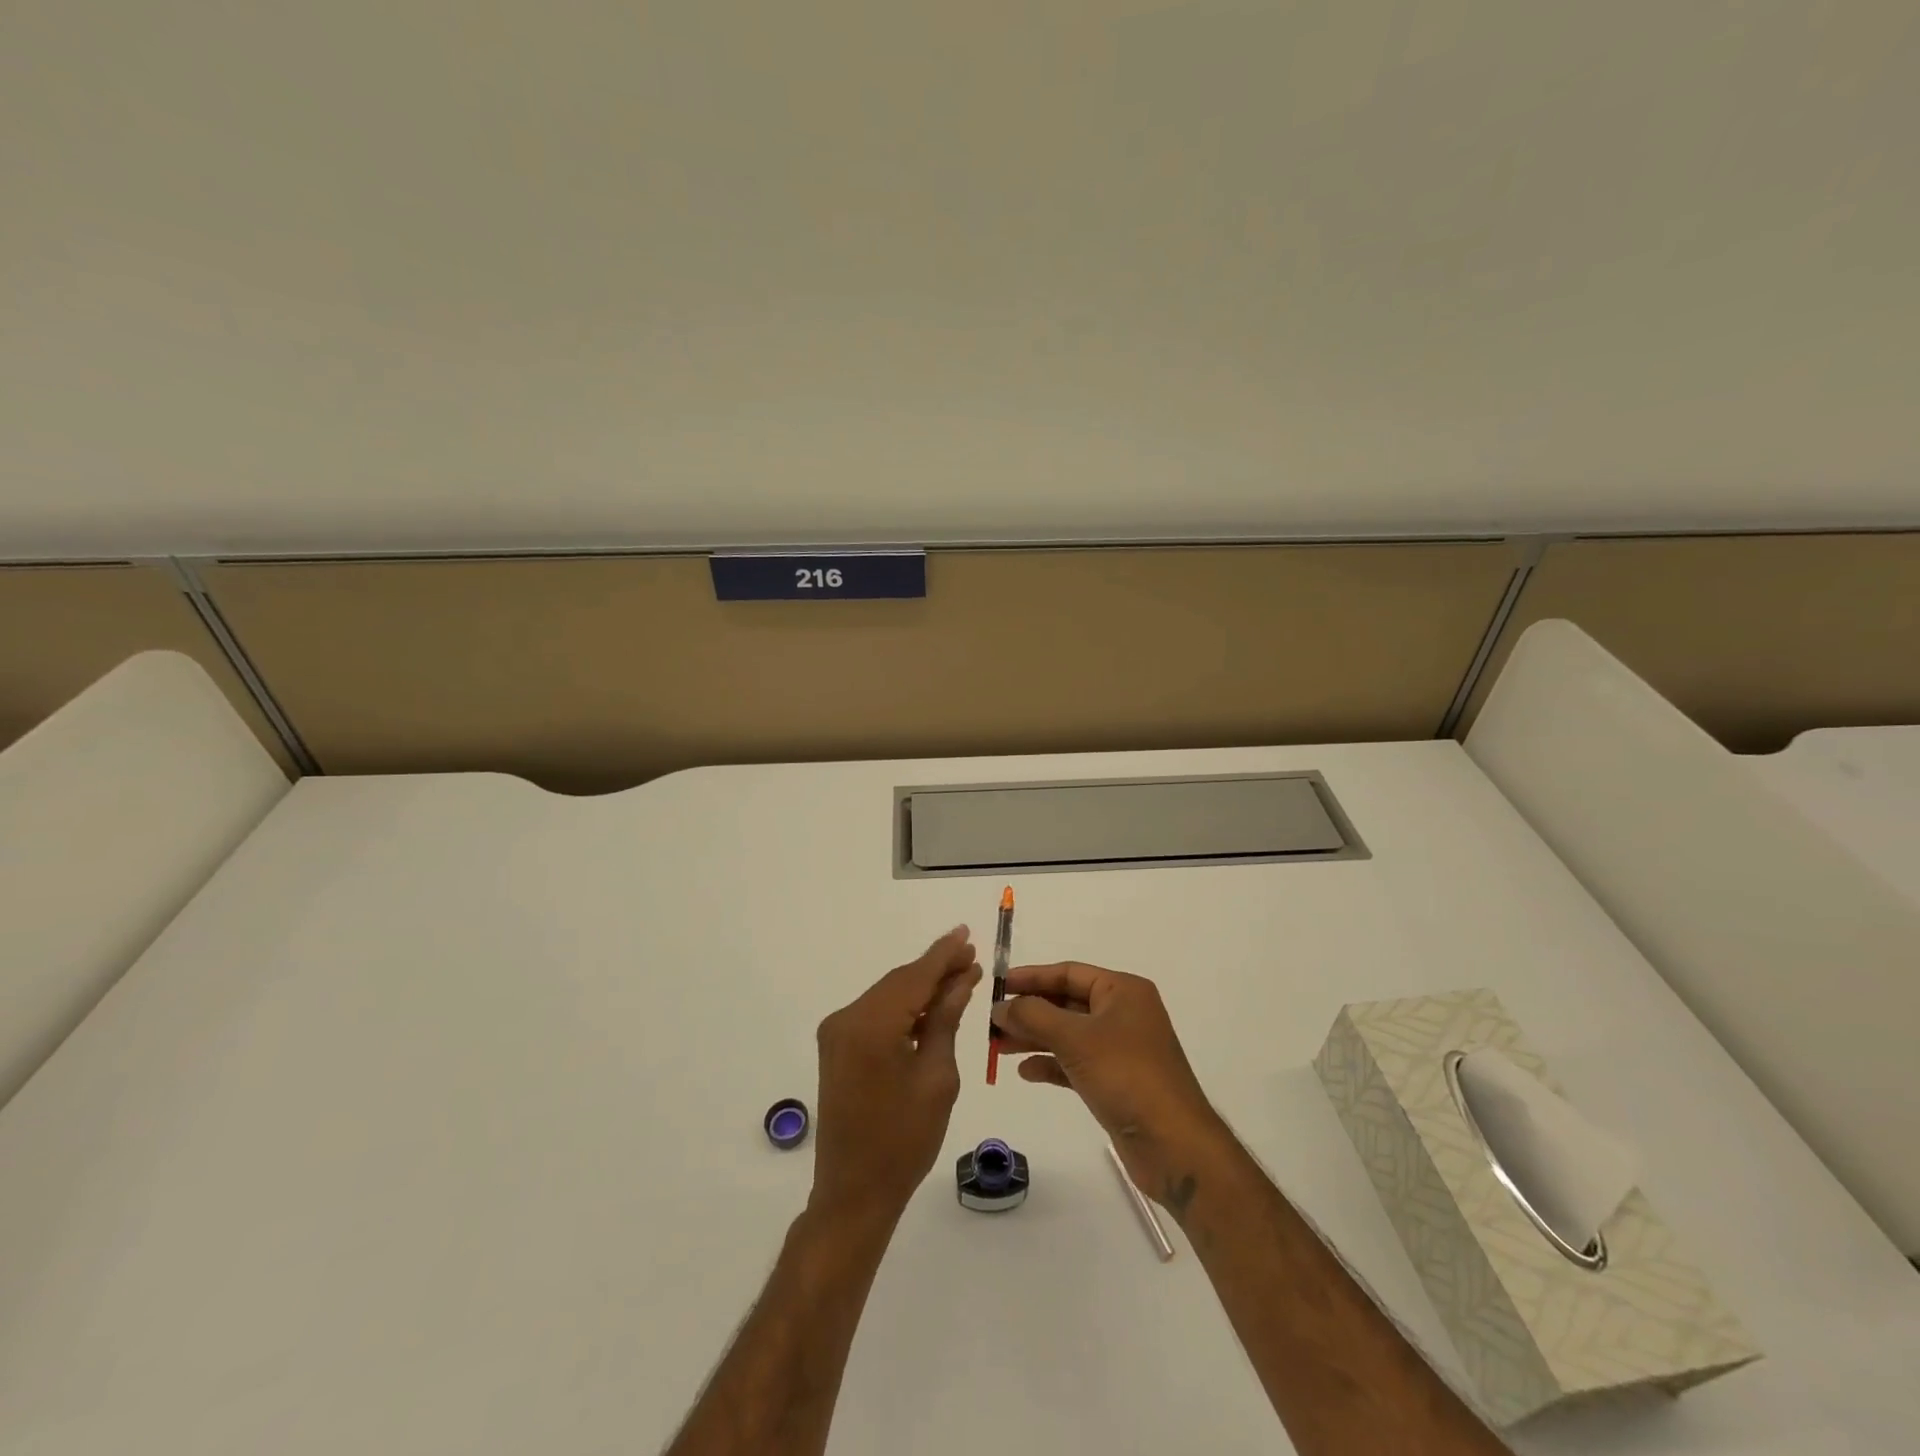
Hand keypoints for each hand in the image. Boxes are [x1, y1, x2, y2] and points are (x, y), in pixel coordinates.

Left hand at [811, 927, 981, 1226]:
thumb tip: (962, 979)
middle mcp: (846, 1019)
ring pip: (888, 996)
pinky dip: (904, 1008)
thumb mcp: (937, 1077)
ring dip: (921, 988)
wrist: (854, 1192)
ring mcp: (837, 1032)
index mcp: (870, 1026)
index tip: (968, 934)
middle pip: (899, 982)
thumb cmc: (905, 1140)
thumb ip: (945, 1020)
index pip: (914, 977)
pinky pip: (876, 1014)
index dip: (944, 955)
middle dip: (935, 969)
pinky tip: (931, 1006)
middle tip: (972, 957)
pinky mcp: (837, 1046)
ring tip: (960, 977)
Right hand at [991, 962, 1229, 1213]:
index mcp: (1122, 991)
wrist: (1174, 1144)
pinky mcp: (1116, 1081)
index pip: (1068, 973)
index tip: (997, 985)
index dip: (1031, 977)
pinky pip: (1076, 1063)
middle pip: (1066, 1003)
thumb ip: (1033, 1016)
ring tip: (998, 1047)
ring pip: (1068, 1034)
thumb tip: (1000, 1006)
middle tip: (991, 1022)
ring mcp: (1120, 1049)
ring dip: (1034, 1038)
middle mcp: (1123, 1014)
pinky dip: (1051, 1064)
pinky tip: (1025, 1071)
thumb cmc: (1126, 1075)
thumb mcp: (1075, 1039)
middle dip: (1029, 1011)